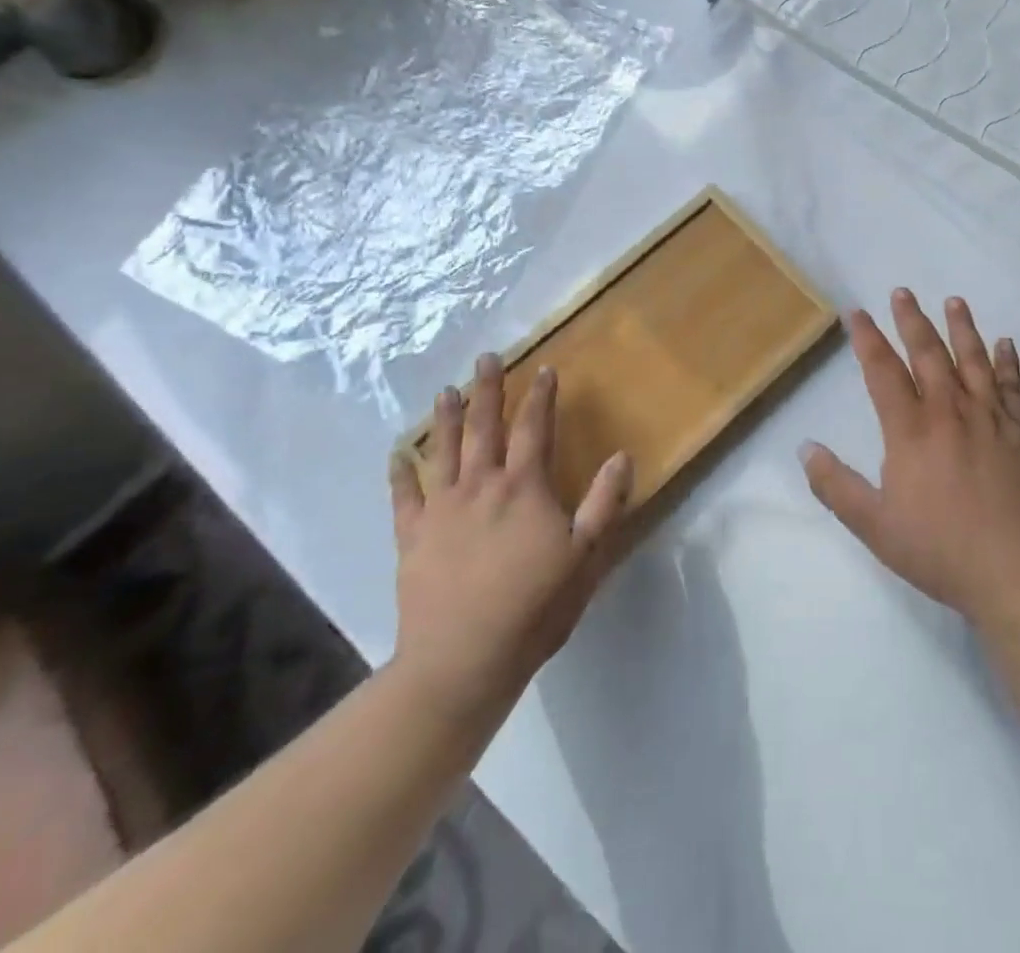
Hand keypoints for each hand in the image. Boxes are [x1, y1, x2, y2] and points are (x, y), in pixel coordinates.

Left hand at [389, 355, 631, 712]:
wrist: (462, 661)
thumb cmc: (534, 608)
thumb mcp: (586, 557)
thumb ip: (605, 504)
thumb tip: (622, 456)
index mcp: (524, 487)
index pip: (535, 428)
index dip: (541, 396)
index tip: (543, 368)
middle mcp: (481, 486)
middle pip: (484, 427)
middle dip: (487, 390)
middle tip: (485, 358)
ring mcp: (441, 510)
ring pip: (442, 451)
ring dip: (444, 418)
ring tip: (445, 390)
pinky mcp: (412, 538)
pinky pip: (403, 497)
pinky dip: (399, 473)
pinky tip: (396, 455)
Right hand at [802, 289, 1019, 623]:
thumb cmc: (942, 549)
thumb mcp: (874, 526)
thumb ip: (836, 486)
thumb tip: (805, 448)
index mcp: (911, 430)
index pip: (883, 371)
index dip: (867, 338)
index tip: (856, 312)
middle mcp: (950, 412)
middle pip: (927, 354)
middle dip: (911, 320)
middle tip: (902, 292)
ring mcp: (991, 419)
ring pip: (973, 360)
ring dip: (961, 327)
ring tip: (954, 301)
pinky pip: (1013, 387)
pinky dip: (1008, 362)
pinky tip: (1005, 343)